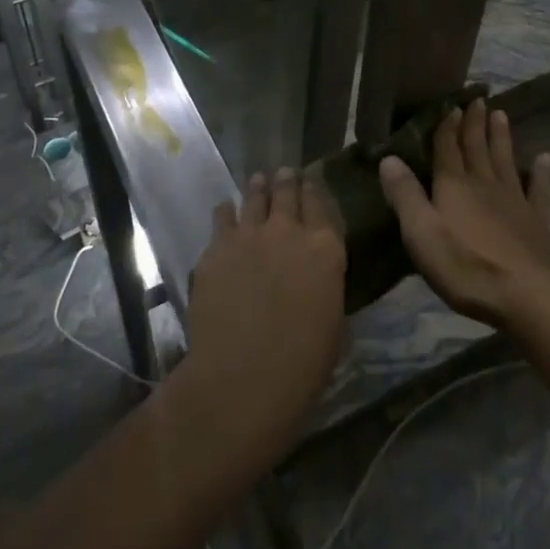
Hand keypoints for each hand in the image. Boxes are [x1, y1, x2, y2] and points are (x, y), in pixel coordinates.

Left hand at [178, 168, 346, 467]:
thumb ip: (325, 290)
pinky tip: (225, 209)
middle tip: (285, 173)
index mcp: (326, 249)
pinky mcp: (216, 248)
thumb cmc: (302, 364)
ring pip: (254, 197)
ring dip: (258, 187)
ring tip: (258, 180)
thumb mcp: (333, 325)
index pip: (322, 205)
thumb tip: (318, 282)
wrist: (243, 376)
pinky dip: (226, 211)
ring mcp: (249, 235)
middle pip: (288, 192)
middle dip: (287, 180)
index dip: (315, 190)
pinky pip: (222, 217)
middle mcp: (289, 231)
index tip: (311, 182)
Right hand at [379, 98, 549, 329]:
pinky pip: (539, 189)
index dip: (446, 127)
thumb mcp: (422, 234)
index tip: (450, 105)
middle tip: (478, 99)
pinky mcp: (538, 221)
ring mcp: (515, 201)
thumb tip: (388, 158)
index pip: (447, 149)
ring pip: (505, 160)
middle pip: (477, 148)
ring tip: (501, 114)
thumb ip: (405, 195)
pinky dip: (541, 172)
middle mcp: (484, 185)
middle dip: (474, 124)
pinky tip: (544, 158)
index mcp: (454, 186)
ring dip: (501, 137)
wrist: (530, 296)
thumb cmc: (467, 267)